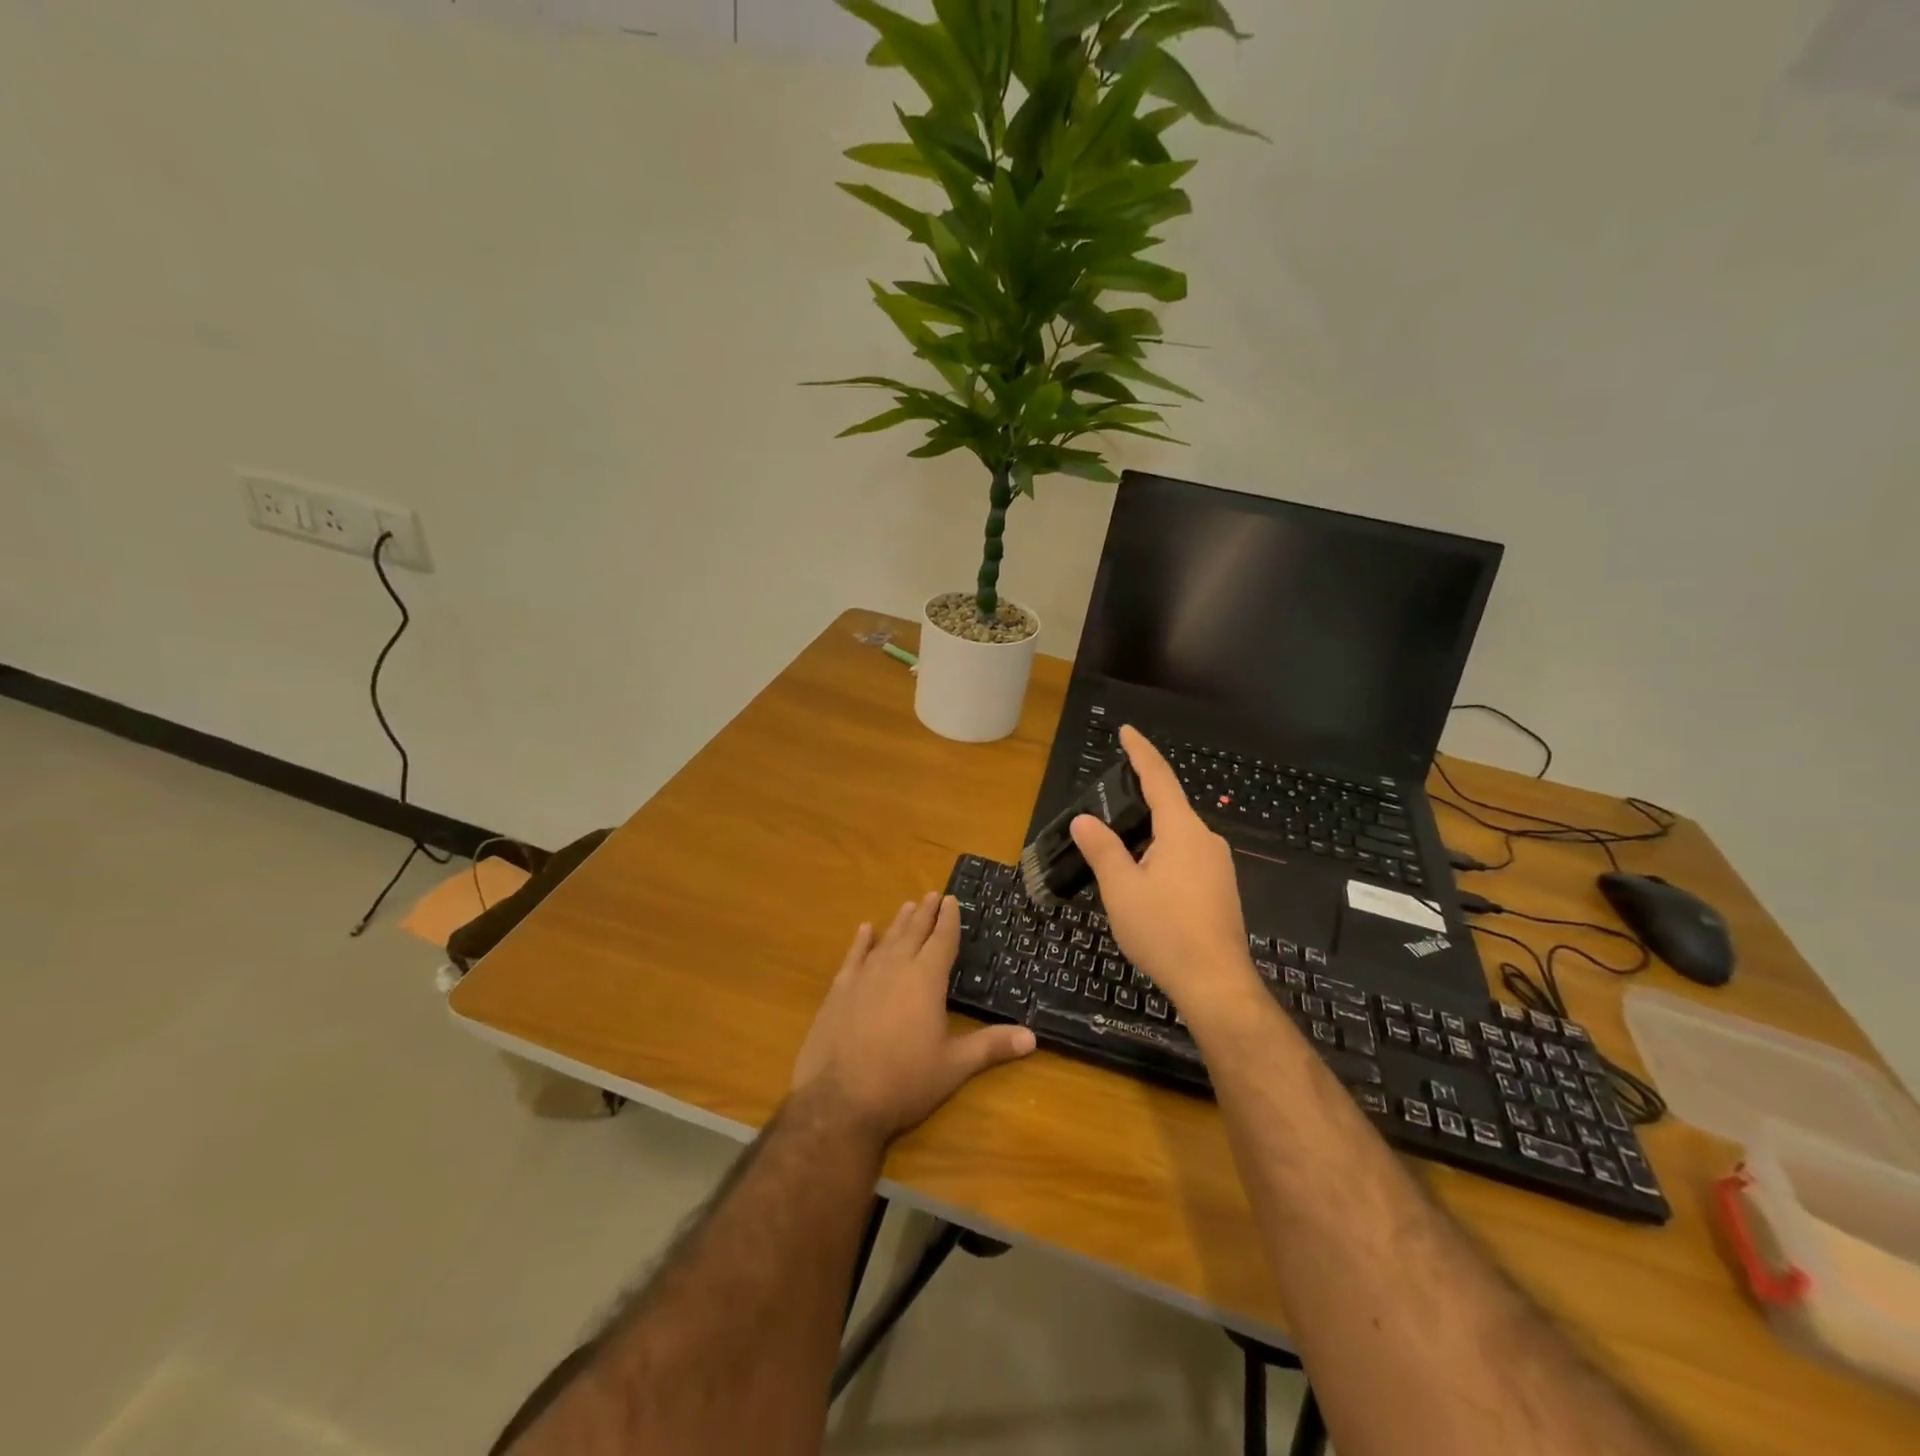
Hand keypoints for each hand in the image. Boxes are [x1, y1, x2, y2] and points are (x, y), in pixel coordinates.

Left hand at [791, 893, 1035, 1145]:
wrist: (840, 1100)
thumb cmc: (904, 1081)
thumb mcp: (953, 1067)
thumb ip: (991, 1047)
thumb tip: (1032, 1037)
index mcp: (926, 979)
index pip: (942, 940)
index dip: (949, 919)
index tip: (952, 899)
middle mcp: (896, 968)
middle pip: (914, 932)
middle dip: (925, 912)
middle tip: (932, 894)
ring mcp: (864, 977)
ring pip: (886, 940)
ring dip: (899, 922)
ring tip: (908, 906)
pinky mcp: (838, 991)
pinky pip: (853, 956)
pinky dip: (861, 941)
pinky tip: (866, 930)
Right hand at [1070, 726, 1261, 1025]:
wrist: (1216, 984)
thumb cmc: (1165, 931)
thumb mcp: (1121, 889)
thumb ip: (1102, 848)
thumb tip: (1084, 819)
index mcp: (1182, 831)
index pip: (1159, 778)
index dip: (1141, 752)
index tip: (1127, 730)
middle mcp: (1206, 840)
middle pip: (1170, 807)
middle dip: (1140, 800)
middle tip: (1107, 803)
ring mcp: (1218, 866)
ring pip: (1177, 836)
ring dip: (1149, 833)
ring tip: (1119, 847)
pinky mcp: (1221, 889)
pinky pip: (1186, 857)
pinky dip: (1162, 854)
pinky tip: (1145, 878)